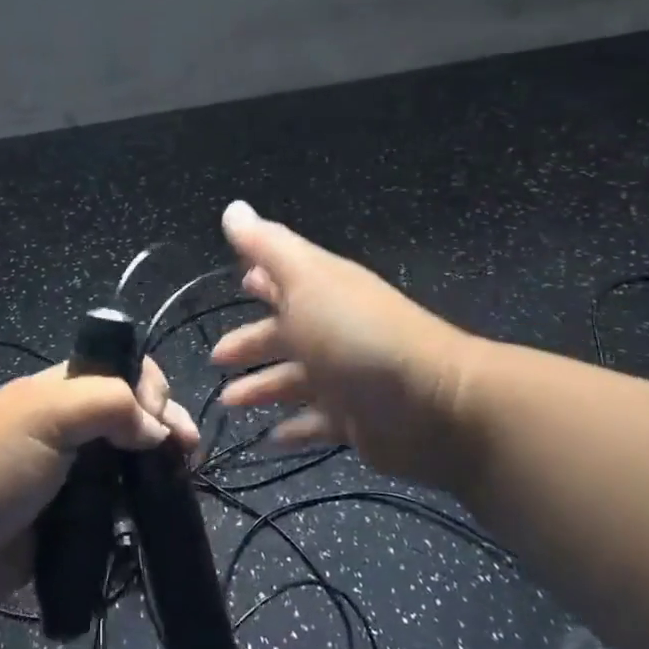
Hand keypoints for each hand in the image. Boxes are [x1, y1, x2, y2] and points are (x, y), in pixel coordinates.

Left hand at [0, 360, 197, 608]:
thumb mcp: (46, 415)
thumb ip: (108, 405)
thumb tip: (157, 429)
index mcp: (61, 389)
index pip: (121, 369)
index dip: (149, 385)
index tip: (162, 418)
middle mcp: (71, 424)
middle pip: (134, 413)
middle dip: (165, 425)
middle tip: (188, 453)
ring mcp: (74, 472)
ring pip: (131, 459)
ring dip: (159, 465)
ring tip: (182, 481)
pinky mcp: (74, 517)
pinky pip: (119, 503)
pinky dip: (141, 503)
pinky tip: (159, 509)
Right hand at [211, 201, 479, 489]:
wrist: (434, 405)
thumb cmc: (357, 334)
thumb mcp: (305, 279)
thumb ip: (266, 245)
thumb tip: (233, 208)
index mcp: (321, 291)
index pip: (285, 279)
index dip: (261, 280)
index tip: (236, 282)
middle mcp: (333, 330)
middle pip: (284, 334)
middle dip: (250, 343)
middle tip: (215, 358)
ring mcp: (345, 377)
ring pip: (293, 380)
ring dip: (261, 388)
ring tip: (227, 402)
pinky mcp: (356, 421)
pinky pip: (316, 423)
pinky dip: (293, 429)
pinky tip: (268, 439)